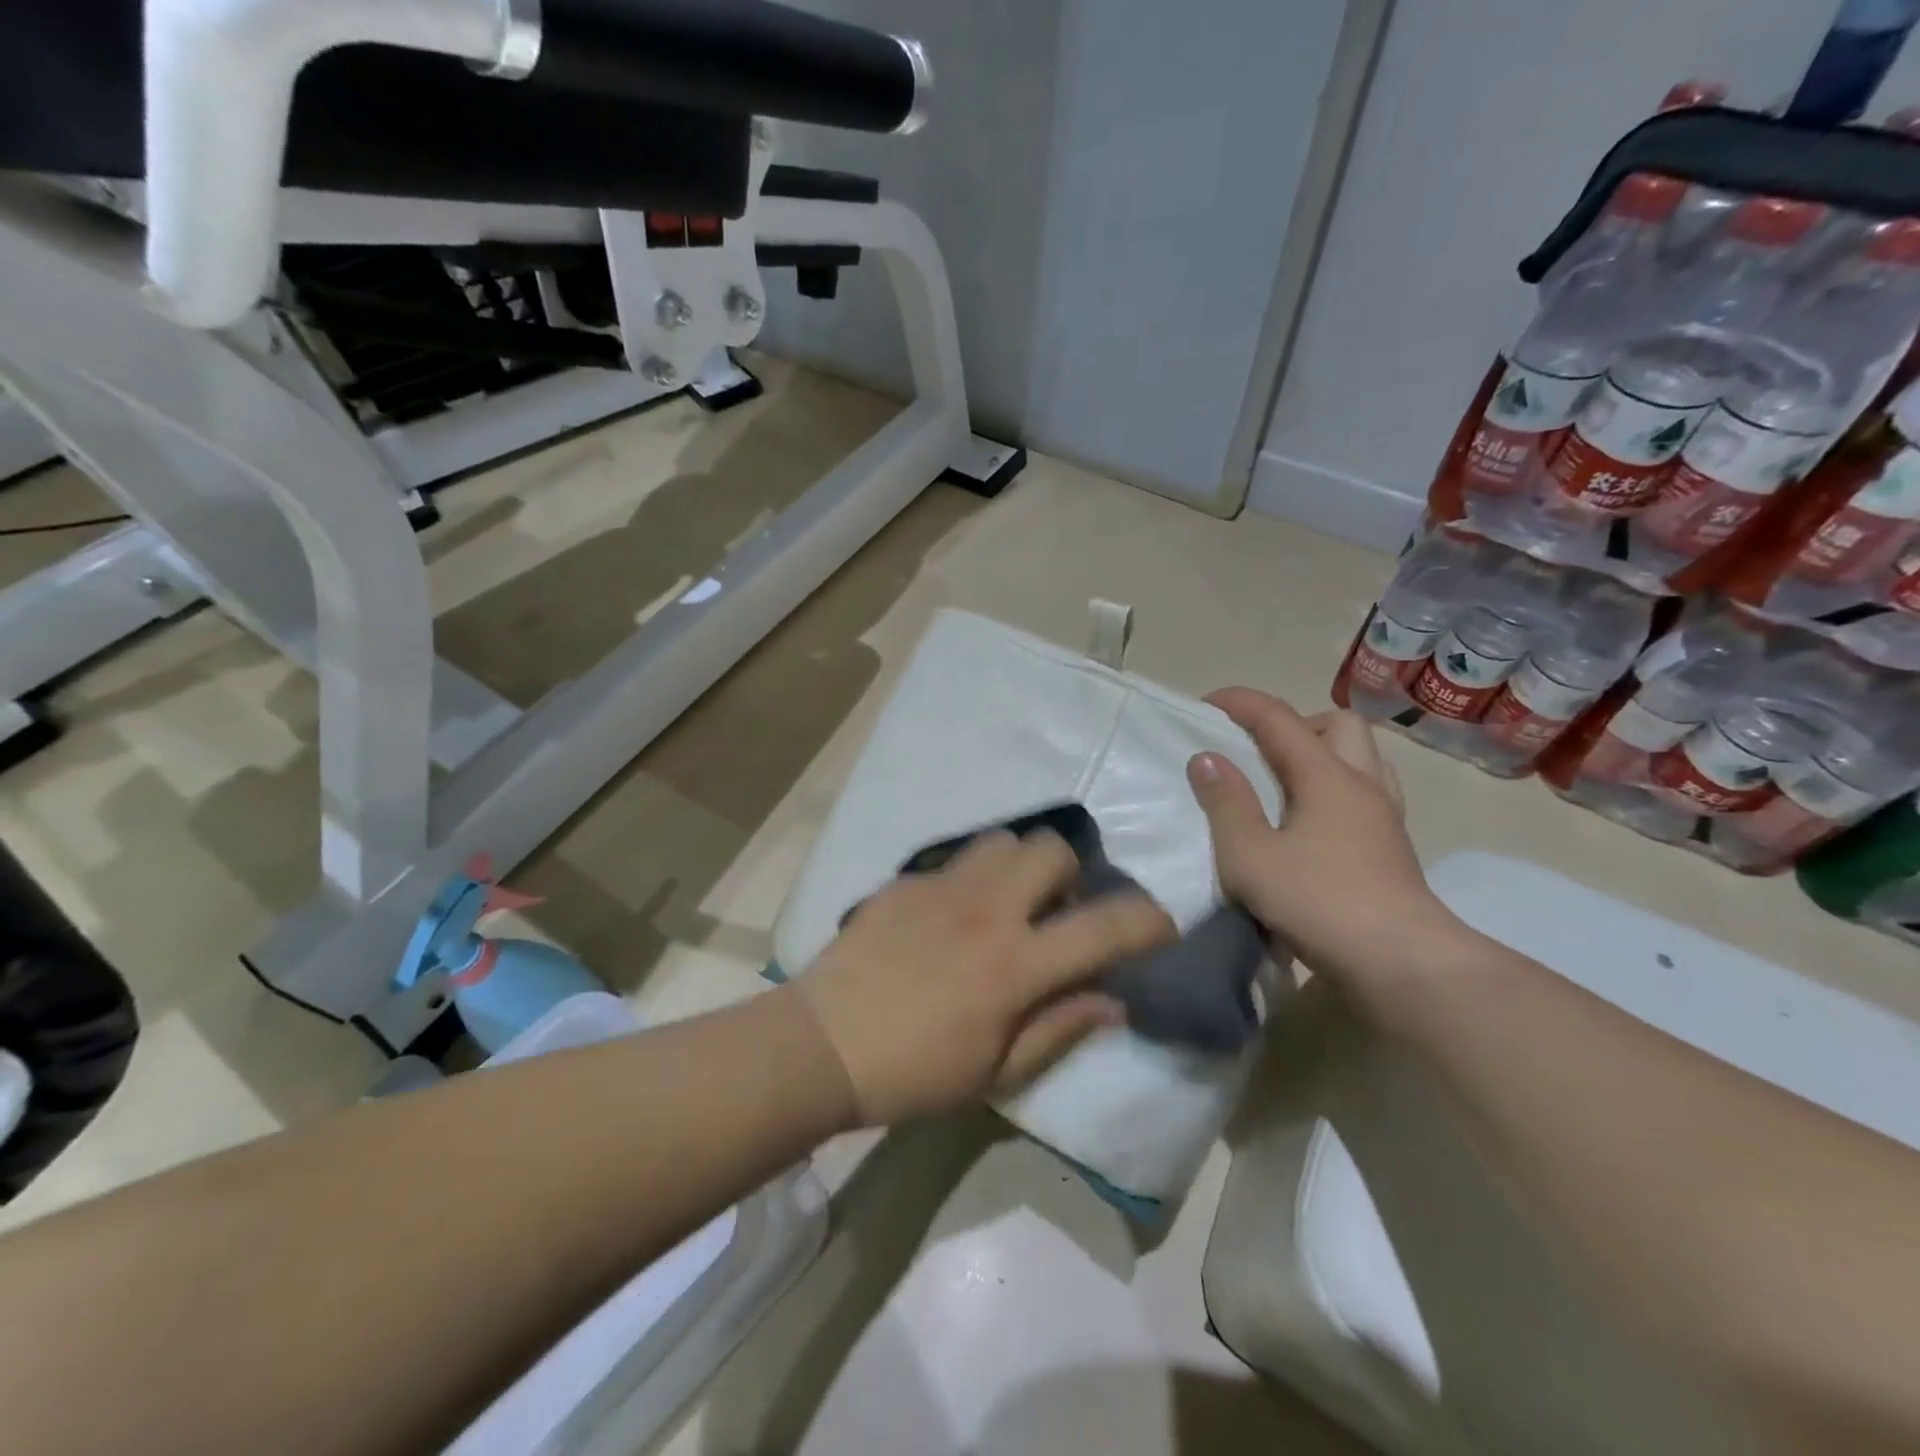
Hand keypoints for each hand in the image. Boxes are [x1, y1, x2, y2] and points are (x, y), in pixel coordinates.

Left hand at [796, 830, 1176, 1125]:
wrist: (823, 1044)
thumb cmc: (915, 1072)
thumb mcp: (996, 1070)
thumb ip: (1060, 1027)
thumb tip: (1114, 1000)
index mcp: (1015, 965)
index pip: (1105, 927)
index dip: (1148, 922)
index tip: (1159, 928)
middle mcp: (986, 910)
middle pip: (1053, 849)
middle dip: (1072, 876)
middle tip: (1056, 914)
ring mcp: (942, 887)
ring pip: (1004, 840)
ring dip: (1021, 867)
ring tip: (1006, 904)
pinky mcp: (906, 880)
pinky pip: (956, 861)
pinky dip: (971, 881)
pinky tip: (949, 919)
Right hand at [1187, 688, 1460, 991]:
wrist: (1401, 963)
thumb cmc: (1317, 901)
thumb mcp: (1250, 854)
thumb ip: (1226, 803)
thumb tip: (1207, 758)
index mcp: (1326, 776)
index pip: (1279, 719)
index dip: (1241, 703)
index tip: (1206, 704)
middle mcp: (1362, 785)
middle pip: (1338, 725)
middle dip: (1294, 725)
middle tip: (1258, 752)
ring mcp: (1384, 818)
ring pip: (1361, 759)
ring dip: (1322, 756)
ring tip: (1284, 784)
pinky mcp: (1392, 850)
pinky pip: (1366, 796)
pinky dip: (1335, 793)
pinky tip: (1310, 826)